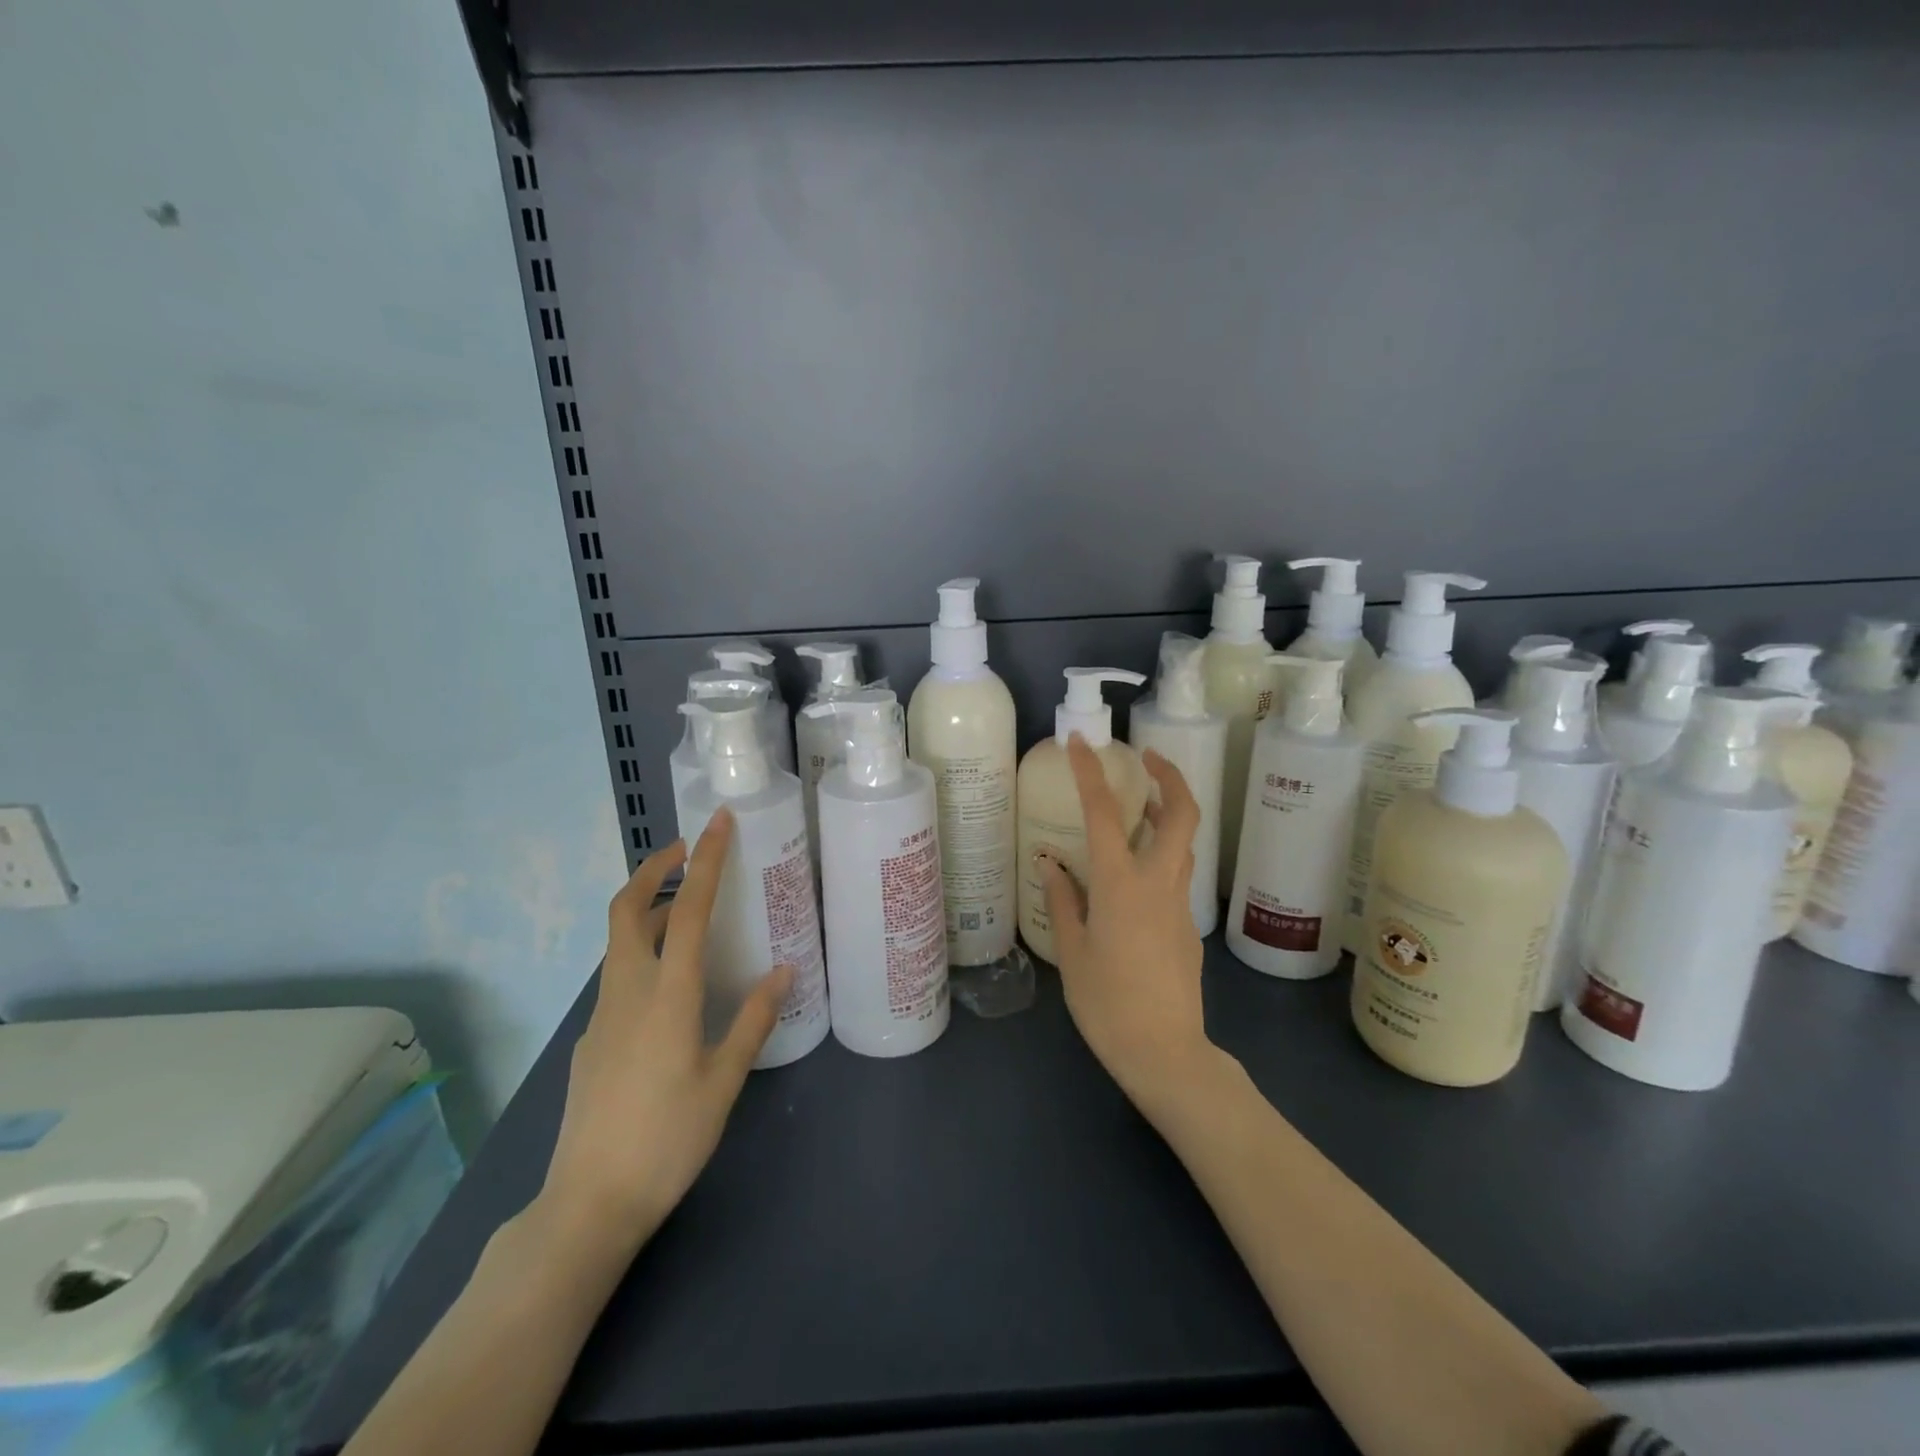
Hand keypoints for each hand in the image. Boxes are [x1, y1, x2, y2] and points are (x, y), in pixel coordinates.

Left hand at [539, 811, 790, 1247]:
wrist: (588, 1204)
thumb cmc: (667, 1139)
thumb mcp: (724, 1080)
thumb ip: (754, 1020)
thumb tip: (784, 970)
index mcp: (668, 995)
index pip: (690, 910)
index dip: (706, 861)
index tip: (718, 823)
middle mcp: (628, 991)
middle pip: (628, 910)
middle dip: (654, 870)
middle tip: (687, 851)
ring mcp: (602, 1015)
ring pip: (621, 942)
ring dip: (651, 911)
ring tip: (692, 913)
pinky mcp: (592, 1039)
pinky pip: (620, 976)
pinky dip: (645, 953)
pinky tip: (672, 985)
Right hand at [1040, 737, 1219, 1117]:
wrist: (1166, 1053)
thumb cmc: (1108, 1004)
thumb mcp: (1072, 953)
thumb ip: (1065, 900)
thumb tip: (1052, 864)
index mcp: (1121, 885)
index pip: (1105, 813)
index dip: (1091, 773)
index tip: (1082, 744)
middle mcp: (1158, 883)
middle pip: (1182, 814)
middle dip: (1169, 776)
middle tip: (1146, 759)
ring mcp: (1179, 903)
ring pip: (1183, 843)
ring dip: (1167, 814)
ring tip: (1138, 809)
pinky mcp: (1187, 925)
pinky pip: (1175, 875)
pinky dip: (1159, 855)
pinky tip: (1131, 877)